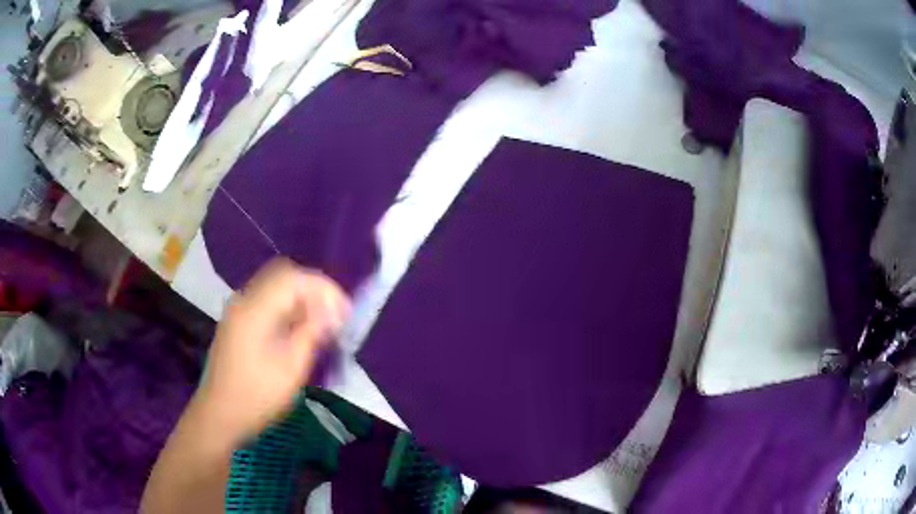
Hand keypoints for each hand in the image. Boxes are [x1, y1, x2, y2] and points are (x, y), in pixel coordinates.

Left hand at [192, 258, 349, 447]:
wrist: (219, 415)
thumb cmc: (257, 396)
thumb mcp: (291, 368)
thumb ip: (312, 333)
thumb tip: (333, 312)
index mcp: (255, 309)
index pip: (294, 279)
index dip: (324, 289)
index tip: (345, 312)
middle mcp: (244, 300)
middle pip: (284, 277)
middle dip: (314, 292)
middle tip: (335, 316)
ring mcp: (238, 311)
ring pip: (275, 289)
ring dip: (301, 300)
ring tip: (322, 325)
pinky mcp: (237, 323)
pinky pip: (267, 303)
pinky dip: (287, 310)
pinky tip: (299, 331)